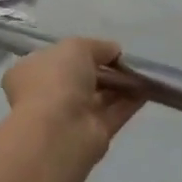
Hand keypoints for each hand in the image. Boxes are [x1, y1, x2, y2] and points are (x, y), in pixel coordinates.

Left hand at [2, 39, 145, 158]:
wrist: (59, 130)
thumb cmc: (56, 80)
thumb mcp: (76, 47)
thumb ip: (97, 47)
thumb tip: (114, 51)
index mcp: (32, 71)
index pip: (57, 59)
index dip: (80, 52)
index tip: (104, 49)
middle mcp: (49, 93)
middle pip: (81, 78)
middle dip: (105, 69)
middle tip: (129, 61)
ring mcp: (71, 116)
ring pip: (100, 96)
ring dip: (121, 84)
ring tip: (144, 72)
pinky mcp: (94, 134)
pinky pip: (115, 113)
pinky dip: (131, 101)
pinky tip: (149, 89)